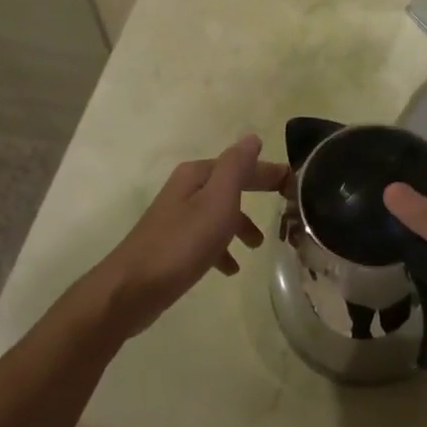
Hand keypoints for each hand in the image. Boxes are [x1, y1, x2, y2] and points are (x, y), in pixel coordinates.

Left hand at [88, 134, 287, 338]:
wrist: (132, 289)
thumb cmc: (182, 243)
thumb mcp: (217, 200)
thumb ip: (236, 167)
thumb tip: (252, 138)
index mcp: (197, 175)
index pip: (241, 164)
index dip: (268, 171)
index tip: (294, 183)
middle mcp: (185, 190)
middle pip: (230, 186)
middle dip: (256, 193)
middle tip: (286, 205)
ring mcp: (177, 218)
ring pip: (219, 213)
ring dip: (241, 224)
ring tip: (258, 245)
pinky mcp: (172, 245)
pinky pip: (206, 239)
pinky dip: (222, 248)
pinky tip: (231, 268)